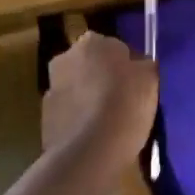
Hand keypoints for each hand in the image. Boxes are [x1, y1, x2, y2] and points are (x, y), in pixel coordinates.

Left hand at [42, 31, 158, 183]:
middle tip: (124, 103)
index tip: (138, 86)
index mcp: (93, 41)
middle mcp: (66, 57)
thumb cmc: (124, 105)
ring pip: (77, 89)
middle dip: (104, 79)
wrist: (89, 152)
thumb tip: (139, 65)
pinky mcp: (44, 117)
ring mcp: (51, 87)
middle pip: (92, 66)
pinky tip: (94, 138)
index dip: (128, 67)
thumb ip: (144, 65)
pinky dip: (78, 121)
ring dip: (89, 99)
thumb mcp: (150, 79)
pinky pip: (69, 113)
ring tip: (110, 124)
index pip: (116, 48)